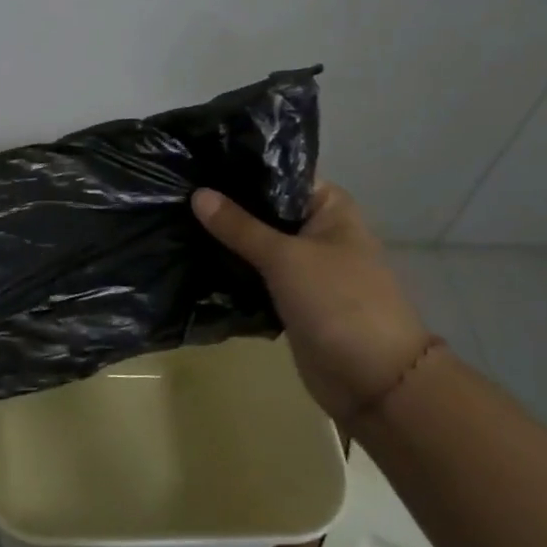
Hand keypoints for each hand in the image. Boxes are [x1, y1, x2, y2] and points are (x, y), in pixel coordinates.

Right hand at [192, 182, 432, 420]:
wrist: (374, 382)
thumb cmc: (339, 303)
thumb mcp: (285, 257)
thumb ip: (239, 226)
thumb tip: (197, 194)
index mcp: (329, 207)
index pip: (277, 175)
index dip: (237, 169)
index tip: (194, 163)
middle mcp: (316, 230)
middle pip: (262, 209)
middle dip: (224, 206)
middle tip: (174, 192)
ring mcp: (303, 265)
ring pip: (255, 243)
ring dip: (223, 240)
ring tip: (173, 220)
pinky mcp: (289, 297)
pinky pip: (253, 274)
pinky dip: (230, 270)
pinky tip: (191, 256)